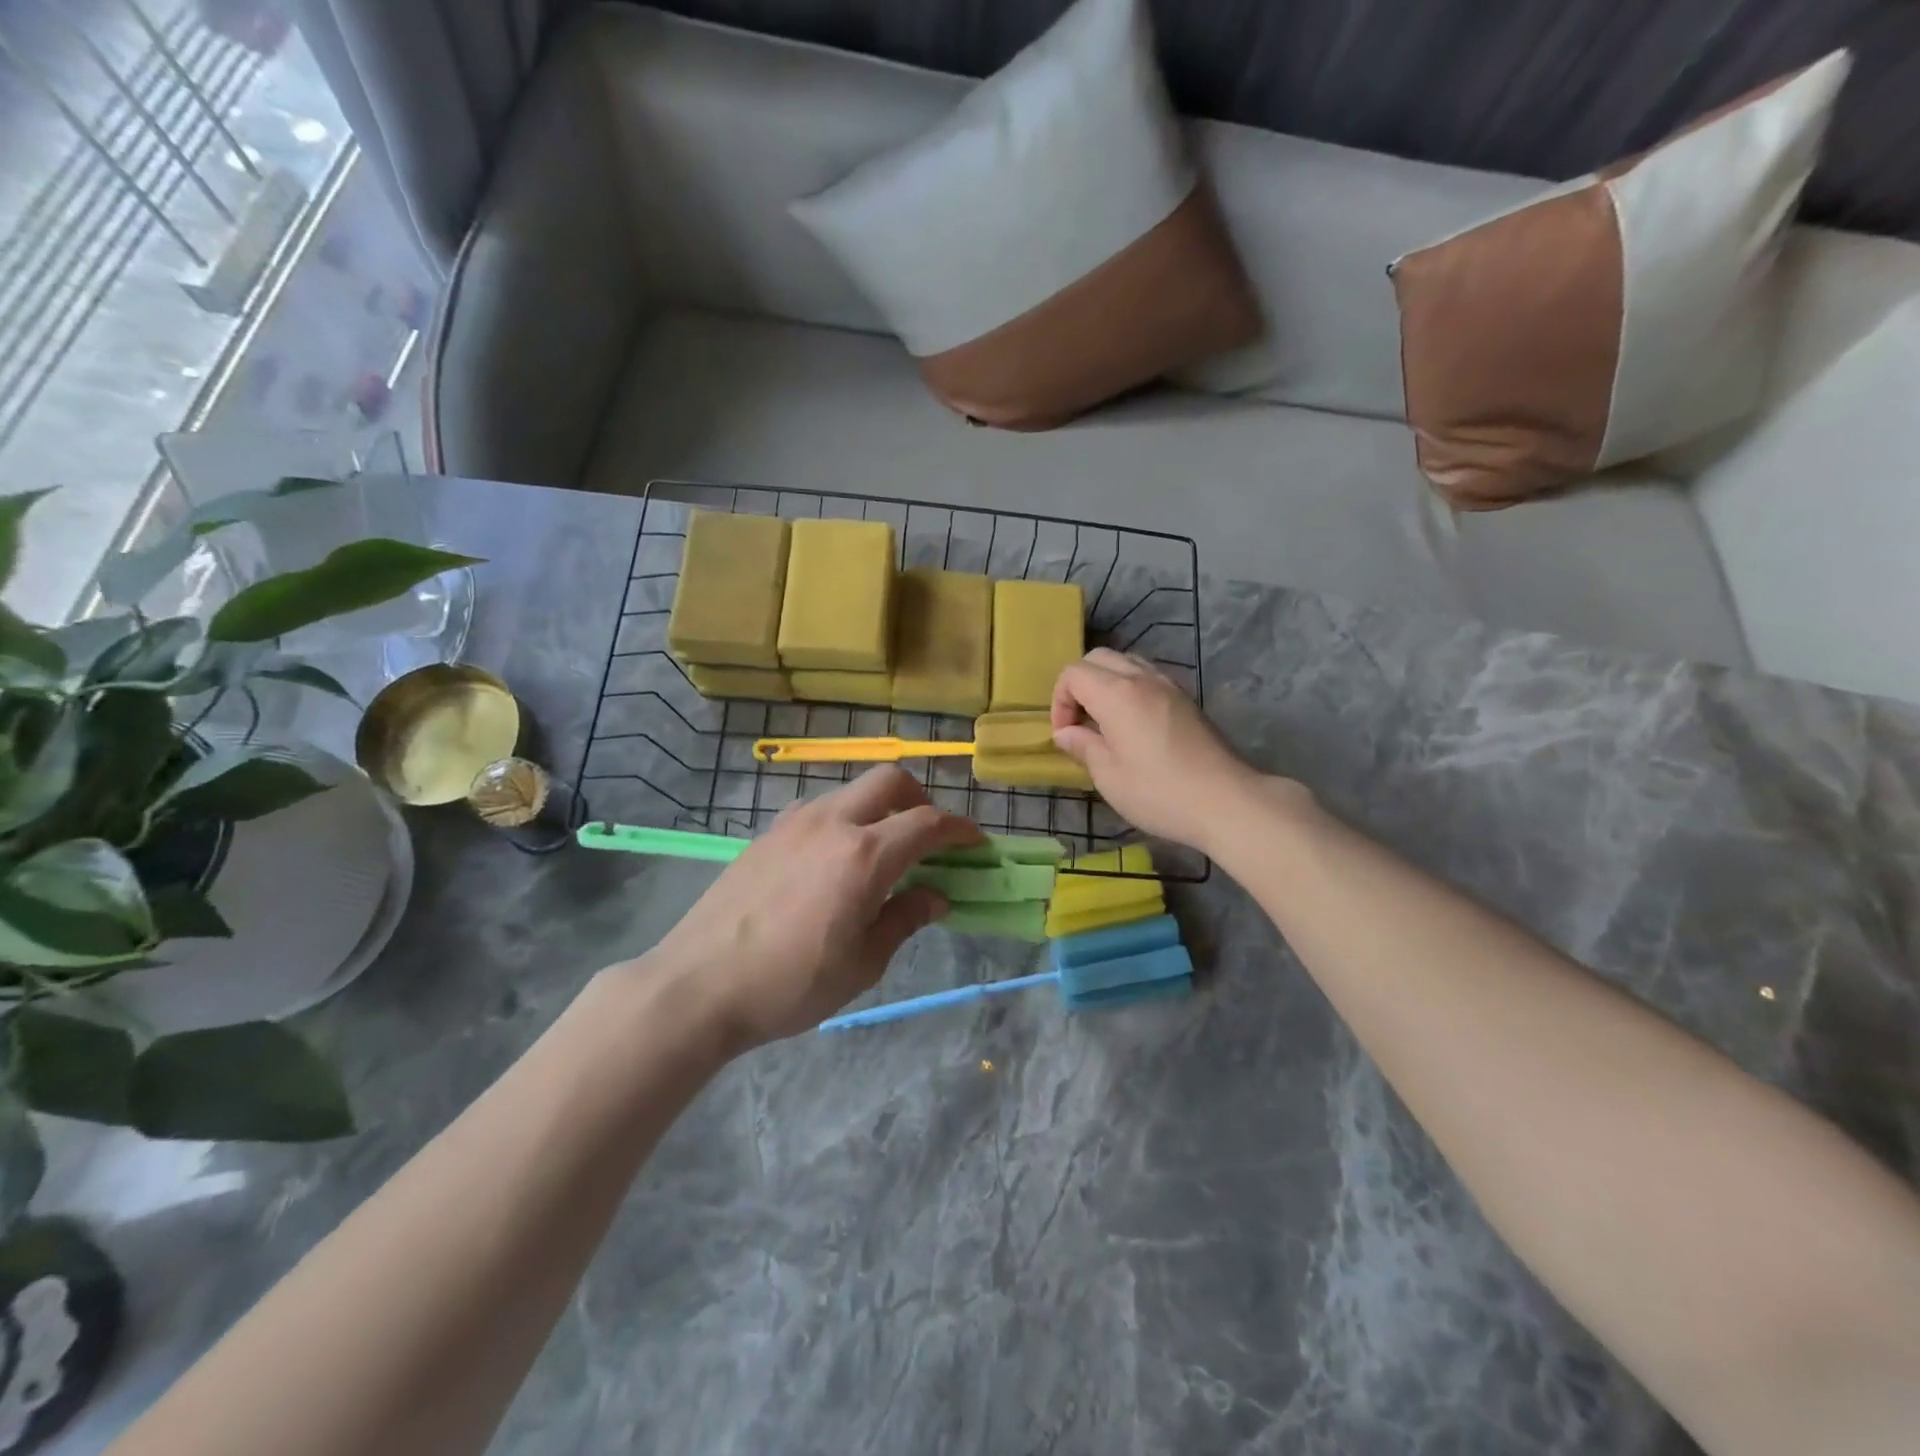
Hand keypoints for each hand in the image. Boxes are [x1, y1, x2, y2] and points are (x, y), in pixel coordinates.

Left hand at [642, 768, 979, 1050]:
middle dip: (921, 799)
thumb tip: (937, 896)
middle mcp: (832, 822)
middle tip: (929, 837)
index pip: (927, 823)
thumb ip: (905, 919)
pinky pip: (820, 809)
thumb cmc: (790, 984)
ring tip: (882, 851)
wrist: (697, 985)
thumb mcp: (862, 963)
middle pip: (890, 780)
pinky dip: (845, 819)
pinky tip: (834, 860)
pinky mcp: (767, 833)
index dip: (959, 829)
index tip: (975, 842)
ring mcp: (794, 822)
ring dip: (880, 807)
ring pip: (852, 790)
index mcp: (865, 855)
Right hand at [1051, 649, 1270, 851]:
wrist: (1228, 801)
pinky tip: (1135, 725)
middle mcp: (1142, 678)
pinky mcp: (1187, 698)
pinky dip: (1131, 688)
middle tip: (1081, 723)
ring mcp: (1169, 685)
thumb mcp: (1109, 776)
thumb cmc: (1160, 792)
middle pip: (1098, 659)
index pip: (1073, 673)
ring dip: (1106, 683)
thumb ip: (1083, 746)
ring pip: (1126, 662)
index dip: (1060, 701)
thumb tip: (1065, 733)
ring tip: (1106, 722)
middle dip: (1079, 685)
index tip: (1066, 734)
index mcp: (1117, 694)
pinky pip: (1148, 676)